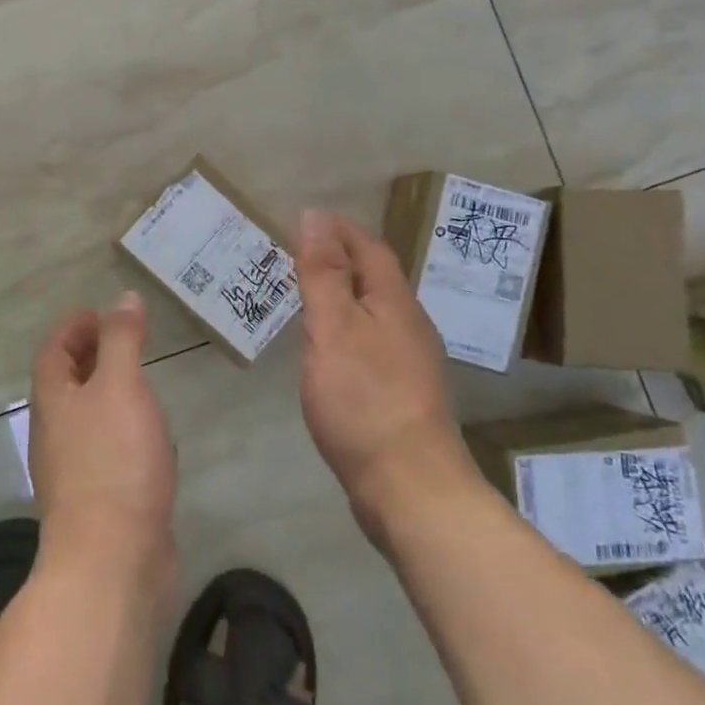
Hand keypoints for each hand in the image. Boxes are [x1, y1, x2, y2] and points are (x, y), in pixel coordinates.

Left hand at [29, 292, 178, 583]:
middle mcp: (55, 431)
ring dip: (105, 392)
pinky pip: (104, 447)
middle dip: (88, 356)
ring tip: (137, 378)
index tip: (98, 312)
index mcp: (53, 400)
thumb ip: (122, 340)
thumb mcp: (120, 385)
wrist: (112, 559)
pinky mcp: (97, 498)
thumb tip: (123, 299)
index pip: (53, 351)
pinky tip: (147, 434)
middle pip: (65, 382)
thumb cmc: (113, 460)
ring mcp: (73, 468)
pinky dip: (121, 427)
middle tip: (122, 338)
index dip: (73, 327)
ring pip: (85, 416)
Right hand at [295, 210, 479, 532]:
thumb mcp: (334, 328)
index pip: (369, 248)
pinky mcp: (400, 394)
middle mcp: (409, 325)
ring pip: (372, 311)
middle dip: (339, 258)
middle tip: (295, 254)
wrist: (410, 487)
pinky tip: (326, 348)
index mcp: (395, 303)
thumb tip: (316, 217)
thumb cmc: (365, 400)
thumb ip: (323, 273)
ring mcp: (408, 362)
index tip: (303, 219)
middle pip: (375, 277)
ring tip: (304, 294)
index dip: (338, 229)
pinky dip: (344, 328)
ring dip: (341, 293)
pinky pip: (369, 342)